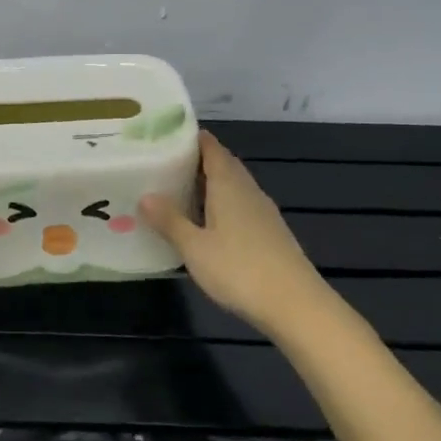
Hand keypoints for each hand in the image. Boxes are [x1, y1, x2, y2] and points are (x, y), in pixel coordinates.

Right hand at [140, 132, 326, 334]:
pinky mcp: (270, 232)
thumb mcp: (194, 247)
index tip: (166, 136)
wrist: (295, 305)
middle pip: (223, 164)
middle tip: (164, 165)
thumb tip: (145, 195)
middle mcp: (247, 190)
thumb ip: (170, 221)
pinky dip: (221, 205)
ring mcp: (262, 211)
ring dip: (209, 184)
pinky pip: (240, 206)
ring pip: (233, 186)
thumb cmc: (240, 269)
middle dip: (196, 161)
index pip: (211, 147)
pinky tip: (207, 223)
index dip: (191, 138)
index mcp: (228, 184)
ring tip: (179, 191)